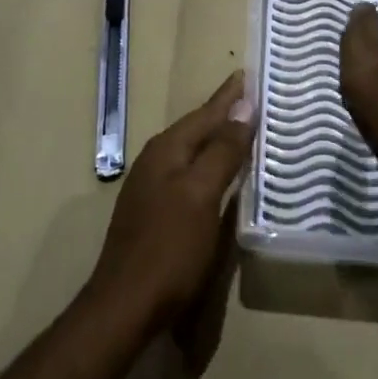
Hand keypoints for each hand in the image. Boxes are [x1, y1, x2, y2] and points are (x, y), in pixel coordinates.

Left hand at [86, 71, 252, 338]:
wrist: (125, 304)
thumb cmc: (169, 247)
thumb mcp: (201, 195)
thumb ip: (222, 151)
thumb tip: (244, 108)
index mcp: (167, 150)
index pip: (205, 113)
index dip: (229, 96)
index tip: (248, 74)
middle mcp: (156, 161)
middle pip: (196, 129)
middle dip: (223, 113)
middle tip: (252, 98)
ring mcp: (152, 187)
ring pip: (192, 152)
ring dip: (217, 139)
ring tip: (243, 129)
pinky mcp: (156, 212)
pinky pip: (189, 175)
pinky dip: (209, 166)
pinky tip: (221, 175)